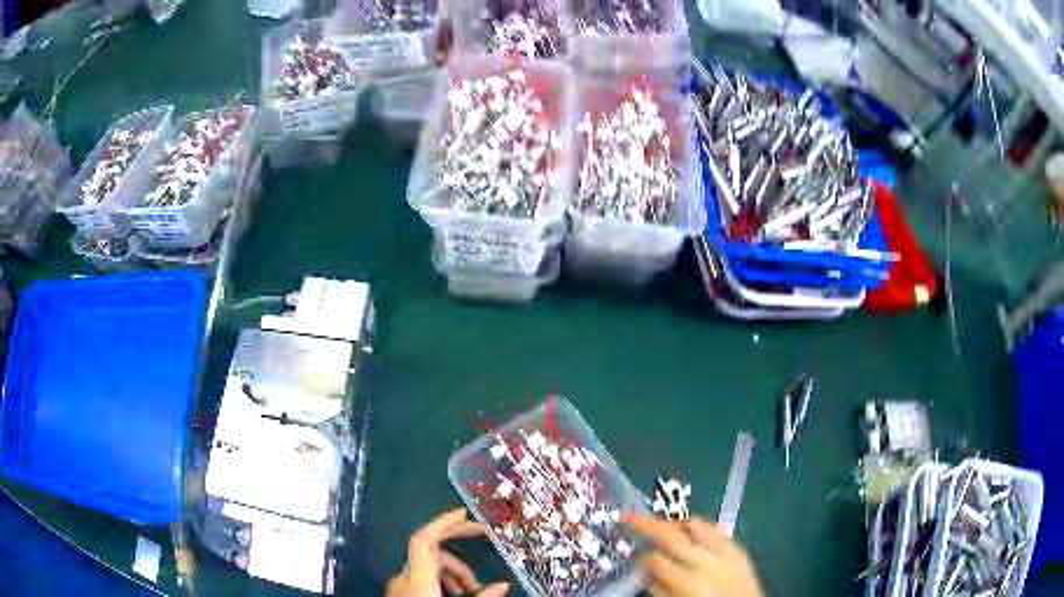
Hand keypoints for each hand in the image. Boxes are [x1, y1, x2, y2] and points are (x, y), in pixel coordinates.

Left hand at [386, 508, 509, 596]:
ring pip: (427, 567)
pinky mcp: (400, 594)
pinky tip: (455, 596)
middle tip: (485, 567)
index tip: (467, 513)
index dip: (443, 522)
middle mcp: (404, 577)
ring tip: (473, 592)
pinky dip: (440, 582)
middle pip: (431, 554)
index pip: (425, 540)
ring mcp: (399, 586)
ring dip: (453, 574)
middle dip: (460, 558)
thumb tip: (504, 585)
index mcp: (417, 579)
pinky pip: (420, 578)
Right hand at [625, 513, 763, 596]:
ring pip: (697, 525)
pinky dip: (702, 530)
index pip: (655, 560)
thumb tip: (647, 572)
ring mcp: (727, 553)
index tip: (637, 560)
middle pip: (672, 534)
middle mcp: (707, 562)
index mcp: (688, 582)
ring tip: (665, 526)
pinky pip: (718, 532)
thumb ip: (660, 590)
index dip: (642, 559)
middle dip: (647, 523)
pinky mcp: (740, 551)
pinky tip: (694, 536)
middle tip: (630, 516)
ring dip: (677, 524)